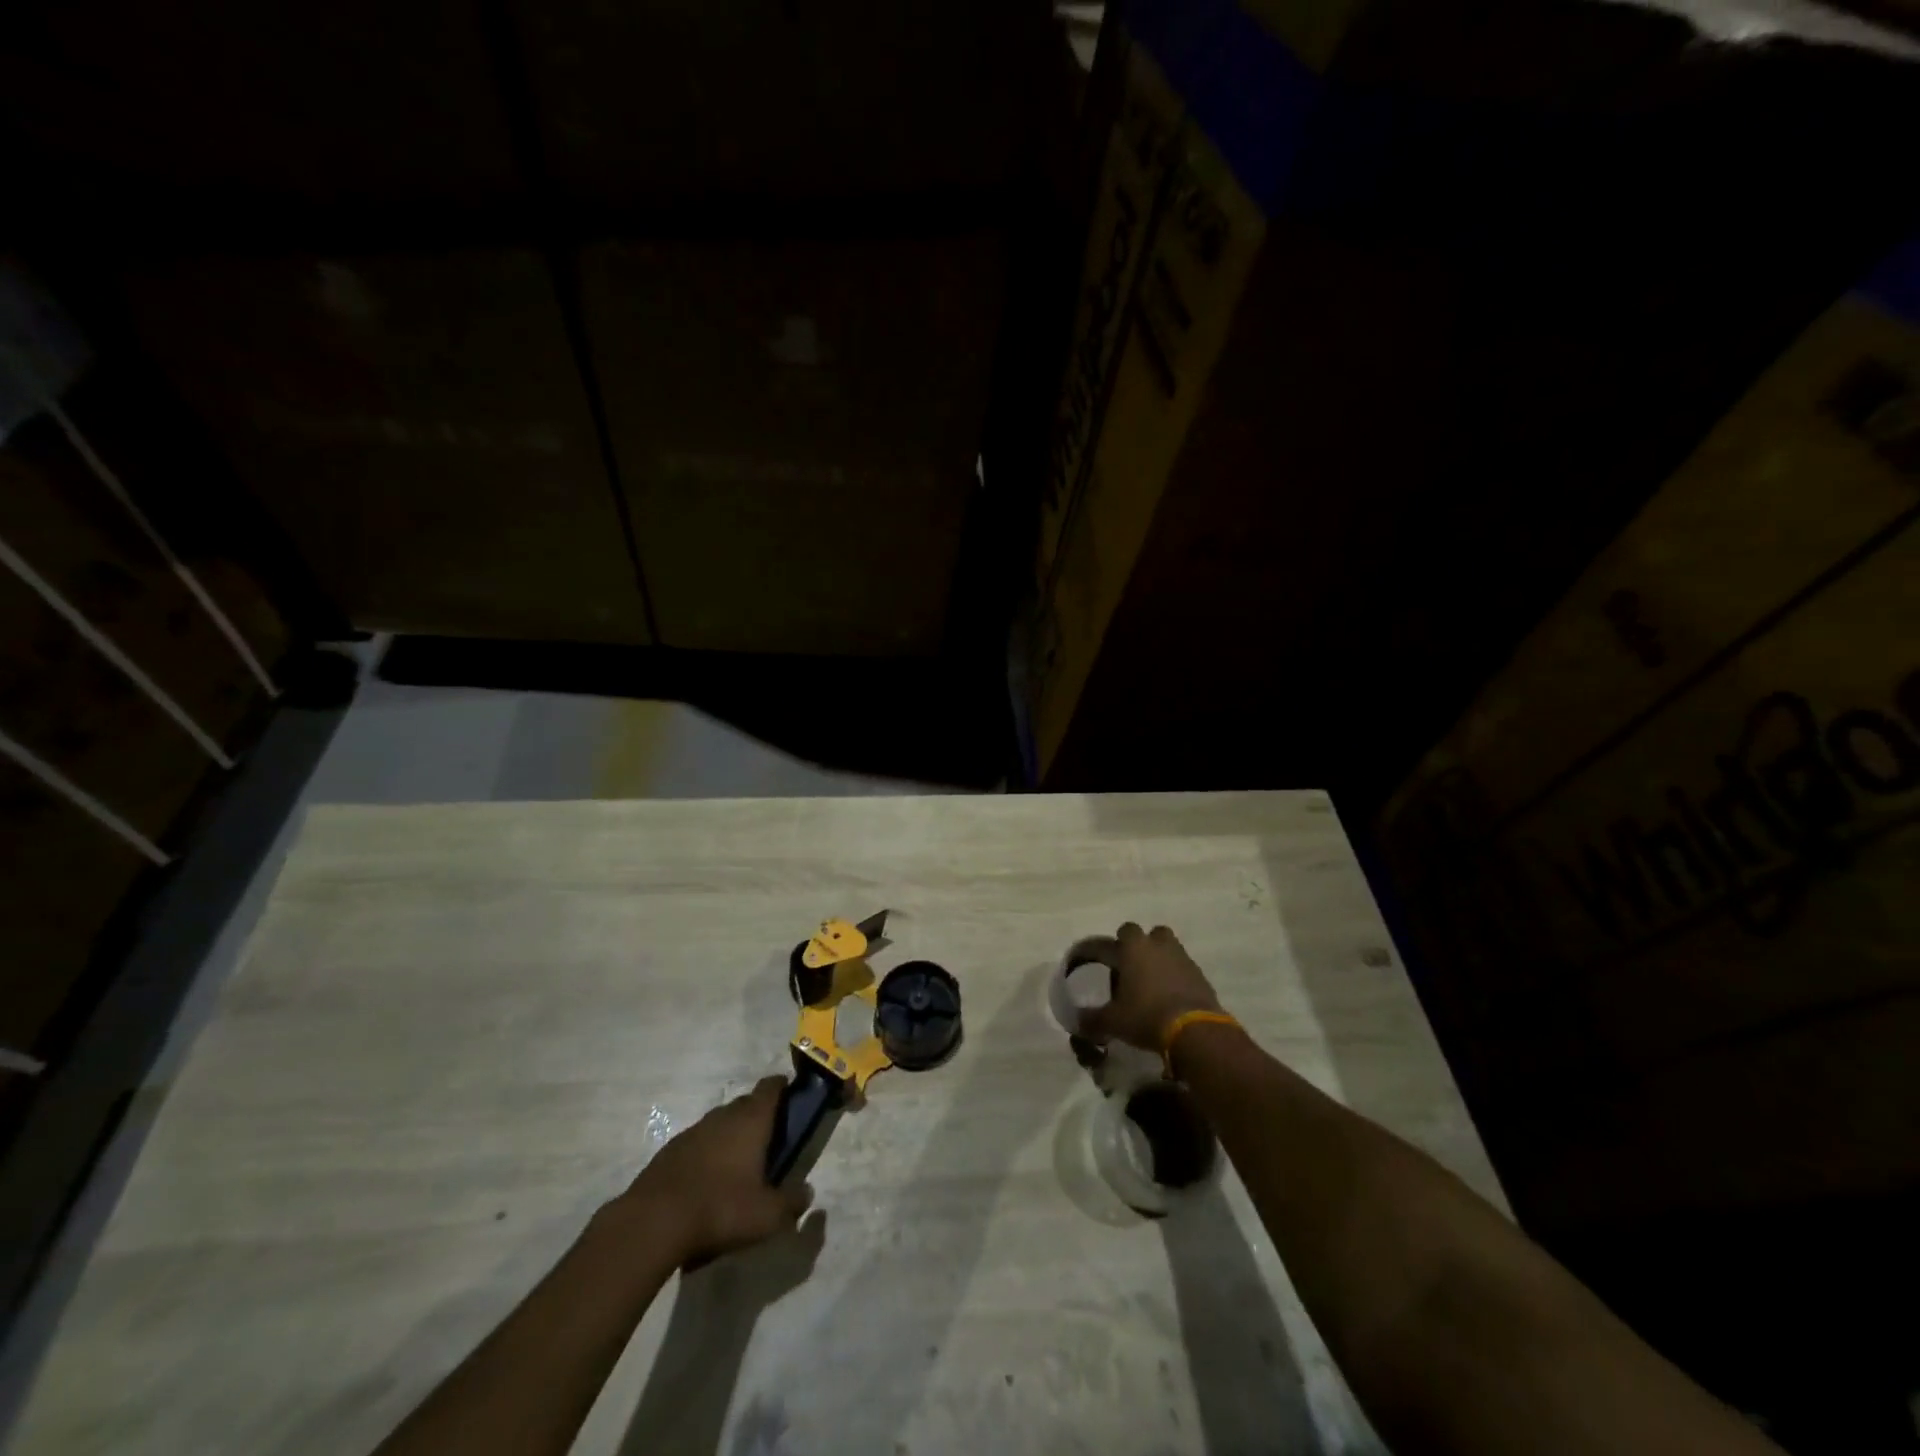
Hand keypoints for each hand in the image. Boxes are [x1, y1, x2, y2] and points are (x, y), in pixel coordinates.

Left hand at [624, 1077, 813, 1266]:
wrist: (652, 1222)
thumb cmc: (720, 1208)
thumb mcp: (766, 1216)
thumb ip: (791, 1203)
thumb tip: (807, 1194)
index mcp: (751, 1120)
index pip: (771, 1087)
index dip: (783, 1088)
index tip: (791, 1098)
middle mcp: (723, 1116)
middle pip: (746, 1103)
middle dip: (758, 1116)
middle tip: (769, 1142)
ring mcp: (693, 1131)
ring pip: (720, 1123)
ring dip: (731, 1136)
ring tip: (738, 1166)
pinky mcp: (670, 1151)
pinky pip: (698, 1143)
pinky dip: (707, 1154)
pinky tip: (707, 1183)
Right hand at [1079, 923, 1223, 1050]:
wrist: (1194, 1031)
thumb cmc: (1146, 1016)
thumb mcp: (1113, 1021)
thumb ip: (1093, 1019)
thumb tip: (1078, 1021)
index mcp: (1134, 947)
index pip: (1117, 933)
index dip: (1109, 945)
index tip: (1099, 960)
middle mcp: (1158, 945)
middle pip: (1148, 934)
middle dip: (1139, 946)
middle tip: (1130, 968)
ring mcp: (1182, 957)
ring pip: (1169, 947)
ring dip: (1160, 958)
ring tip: (1151, 981)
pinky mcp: (1200, 975)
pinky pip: (1184, 967)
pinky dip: (1176, 976)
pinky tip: (1170, 996)